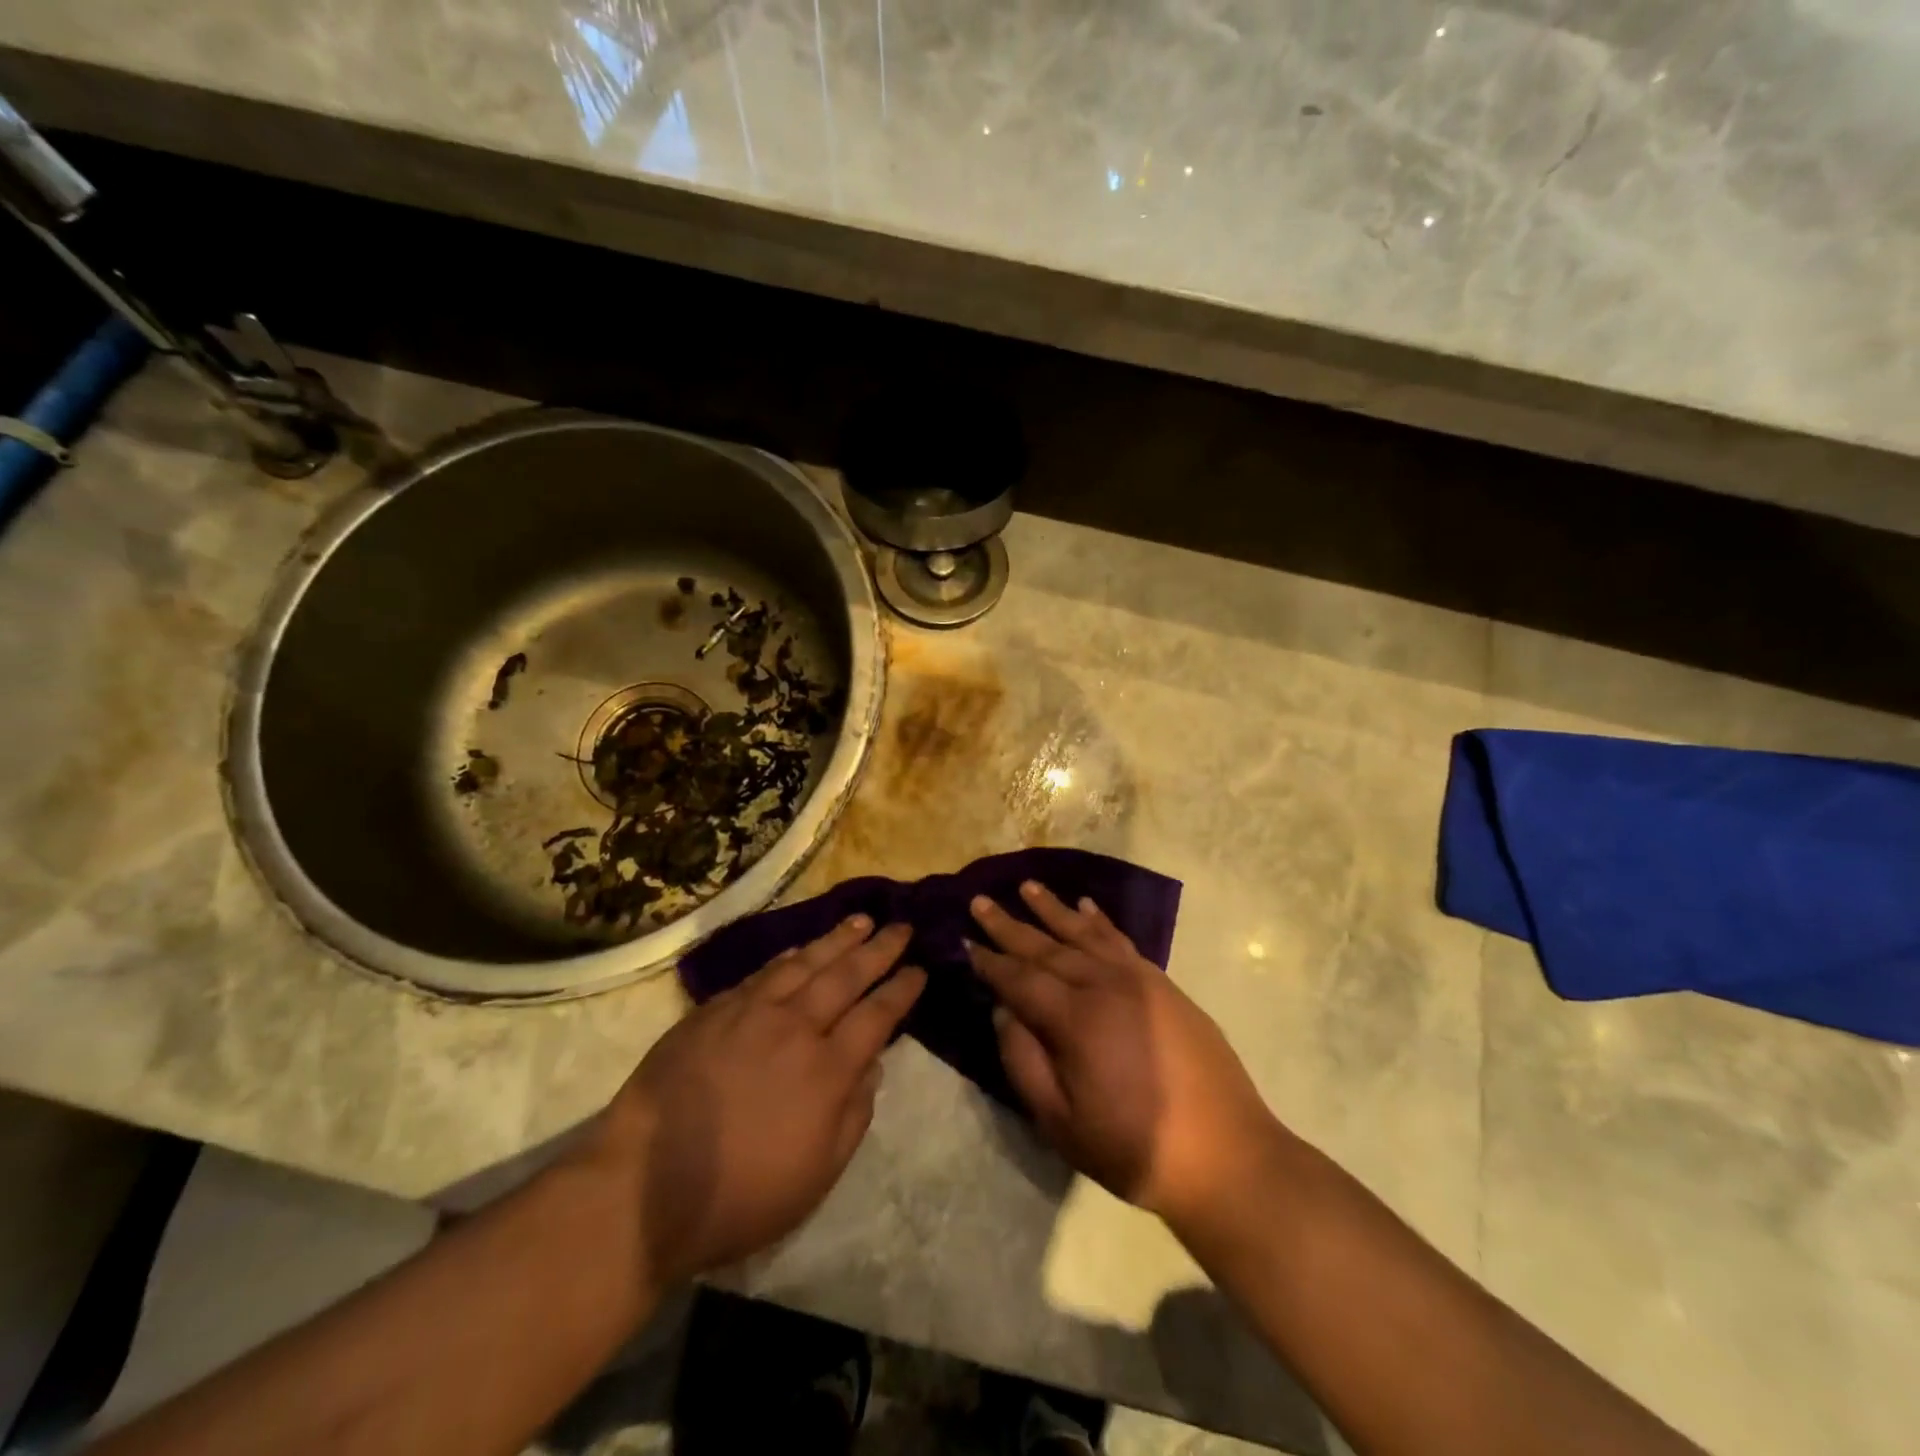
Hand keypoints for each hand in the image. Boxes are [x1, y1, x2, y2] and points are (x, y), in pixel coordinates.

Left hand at [595, 916, 925, 1285]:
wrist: (643, 1188)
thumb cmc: (740, 1196)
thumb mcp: (817, 1176)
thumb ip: (853, 1116)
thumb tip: (872, 1066)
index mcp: (827, 1070)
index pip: (876, 1015)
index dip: (901, 990)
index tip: (919, 969)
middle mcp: (795, 1028)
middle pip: (846, 976)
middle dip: (879, 949)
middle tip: (902, 927)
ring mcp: (751, 1014)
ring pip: (805, 964)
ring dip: (837, 939)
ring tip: (861, 920)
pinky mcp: (713, 1012)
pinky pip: (762, 974)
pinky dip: (788, 958)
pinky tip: (800, 949)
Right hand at [967, 883, 1281, 1227]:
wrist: (1226, 1153)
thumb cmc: (1134, 1148)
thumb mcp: (1062, 1122)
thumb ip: (1024, 1062)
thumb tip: (1003, 1011)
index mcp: (1075, 1019)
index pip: (1020, 979)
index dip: (990, 962)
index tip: (965, 941)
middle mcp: (1104, 985)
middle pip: (1047, 947)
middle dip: (1010, 925)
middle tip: (981, 900)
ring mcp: (1138, 979)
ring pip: (1085, 933)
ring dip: (1053, 909)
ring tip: (1027, 886)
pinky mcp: (1162, 984)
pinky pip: (1121, 940)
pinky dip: (1100, 921)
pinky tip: (1086, 906)